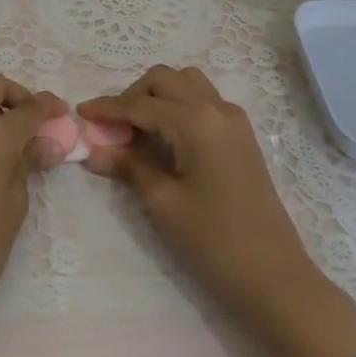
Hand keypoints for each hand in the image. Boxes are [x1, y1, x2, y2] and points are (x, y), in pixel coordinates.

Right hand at [80, 66, 355, 356]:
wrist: (275, 277)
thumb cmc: (214, 241)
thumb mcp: (163, 203)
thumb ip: (129, 167)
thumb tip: (94, 150)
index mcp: (196, 121)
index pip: (141, 104)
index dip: (108, 108)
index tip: (80, 112)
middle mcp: (217, 108)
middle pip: (165, 80)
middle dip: (133, 96)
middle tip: (111, 127)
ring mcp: (234, 120)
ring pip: (187, 84)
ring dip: (158, 96)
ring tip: (137, 130)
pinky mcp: (242, 136)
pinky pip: (204, 101)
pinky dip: (179, 106)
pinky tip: (165, 137)